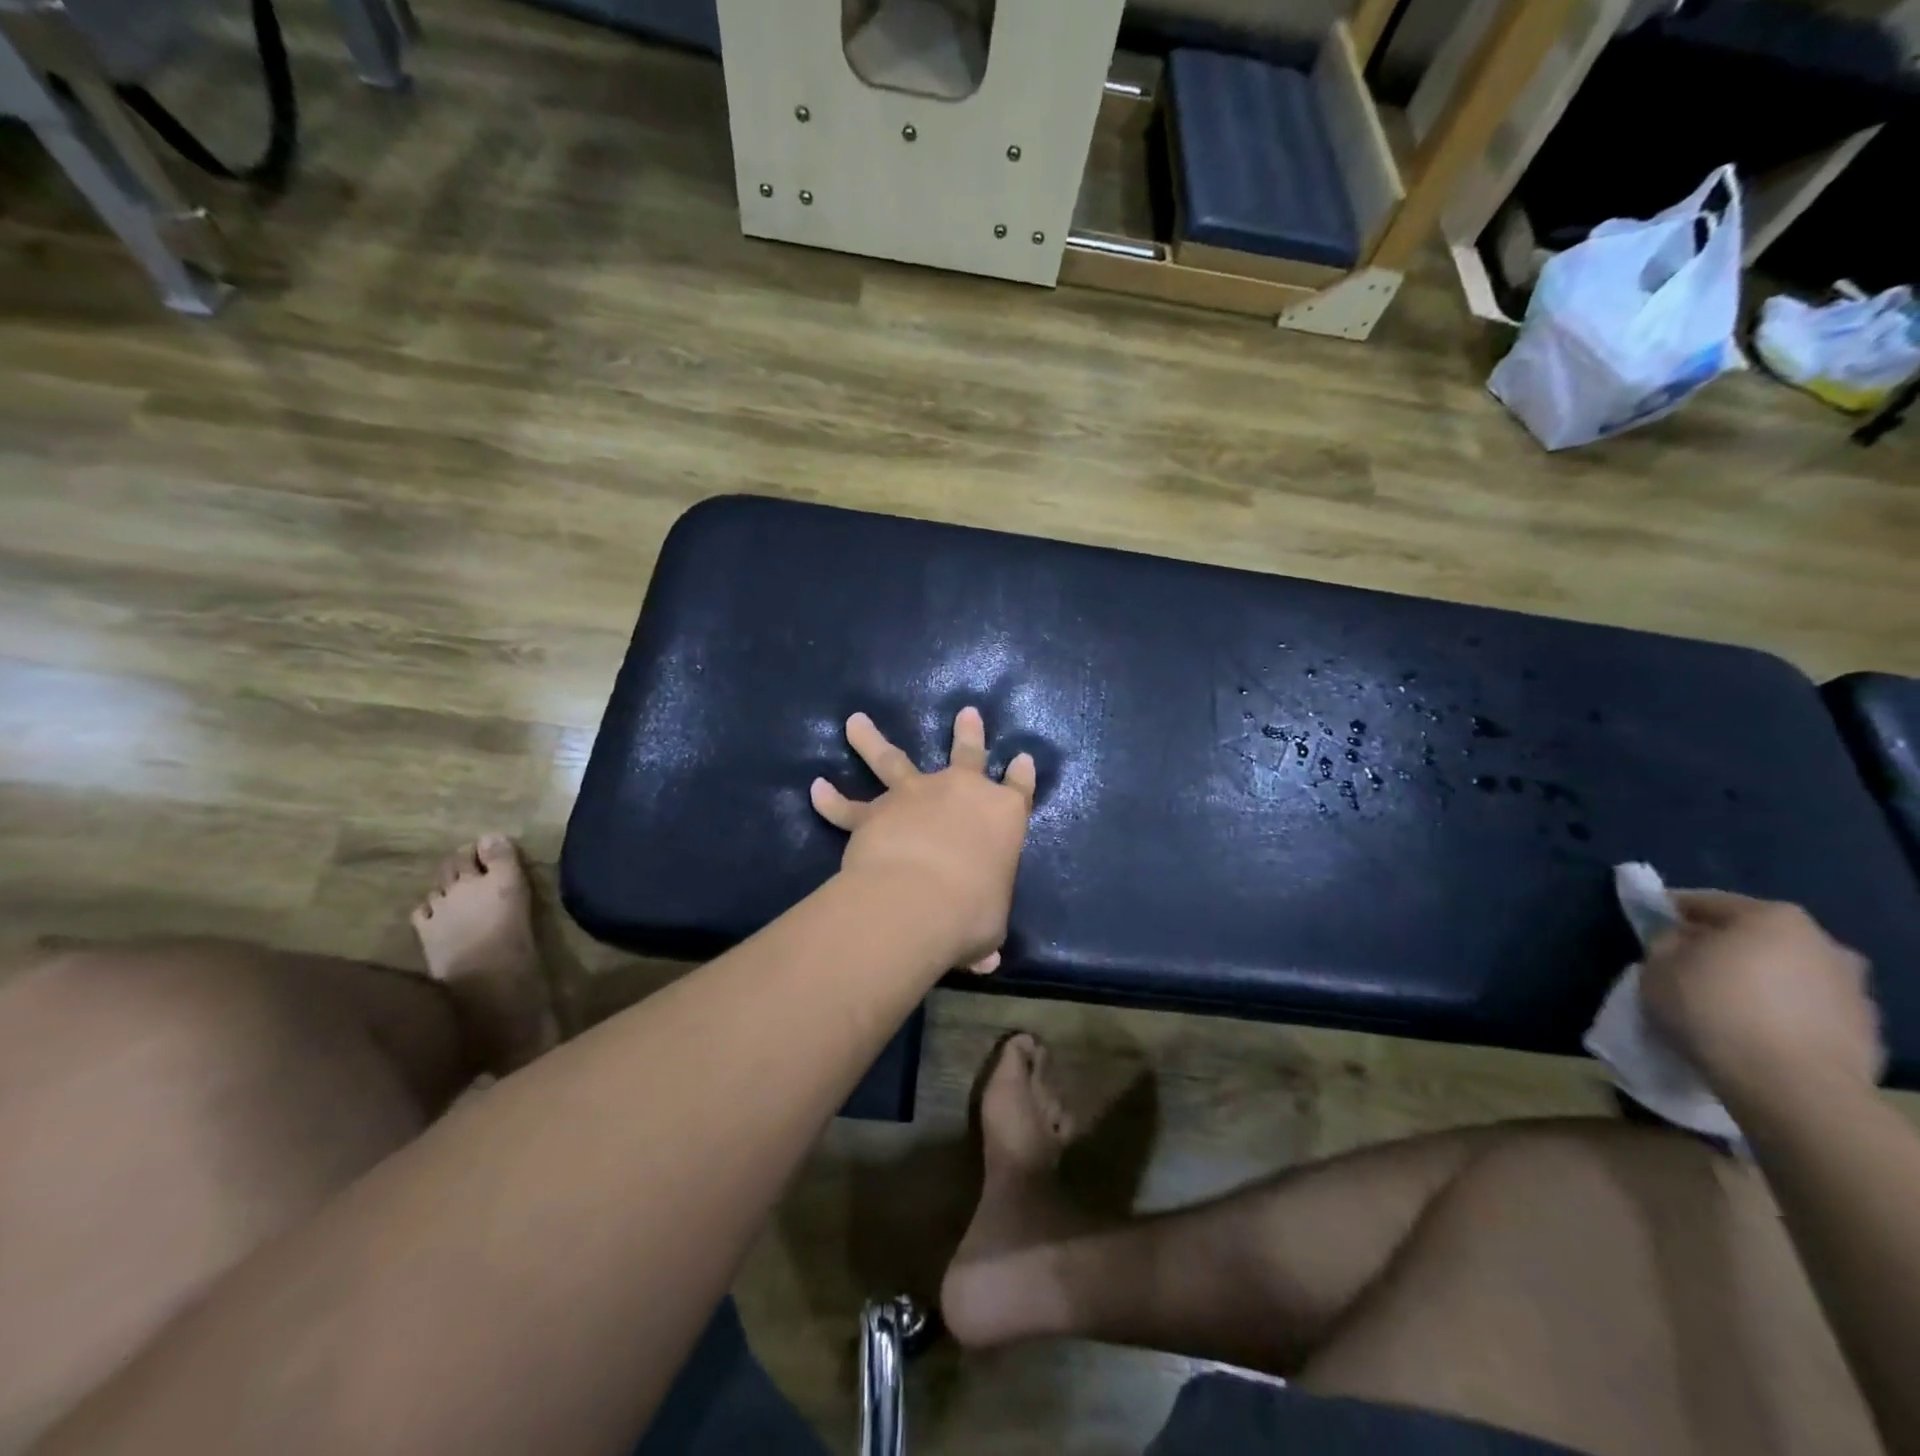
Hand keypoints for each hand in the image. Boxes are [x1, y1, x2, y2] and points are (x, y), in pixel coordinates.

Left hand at [811, 708, 1035, 973]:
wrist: (919, 900)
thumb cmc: (972, 911)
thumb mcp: (989, 927)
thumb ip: (984, 935)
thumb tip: (985, 960)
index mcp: (1003, 816)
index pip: (1019, 789)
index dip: (1021, 774)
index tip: (1021, 758)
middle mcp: (961, 792)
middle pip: (967, 754)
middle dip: (969, 733)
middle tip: (967, 713)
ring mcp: (914, 796)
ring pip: (892, 760)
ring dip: (871, 740)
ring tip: (854, 721)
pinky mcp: (874, 812)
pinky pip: (848, 806)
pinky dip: (830, 800)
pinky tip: (816, 788)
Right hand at [1641, 891, 1882, 1105]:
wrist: (1792, 1087)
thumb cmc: (1712, 1009)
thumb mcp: (1656, 965)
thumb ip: (1666, 942)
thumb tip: (1682, 940)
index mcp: (1772, 917)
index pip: (1706, 902)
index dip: (1671, 912)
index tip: (1649, 926)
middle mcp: (1823, 943)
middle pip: (1755, 936)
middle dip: (1721, 947)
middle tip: (1685, 965)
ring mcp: (1853, 989)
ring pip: (1786, 973)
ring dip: (1756, 980)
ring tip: (1722, 1003)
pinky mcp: (1865, 1031)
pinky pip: (1806, 1009)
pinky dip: (1780, 1012)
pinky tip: (1753, 1031)